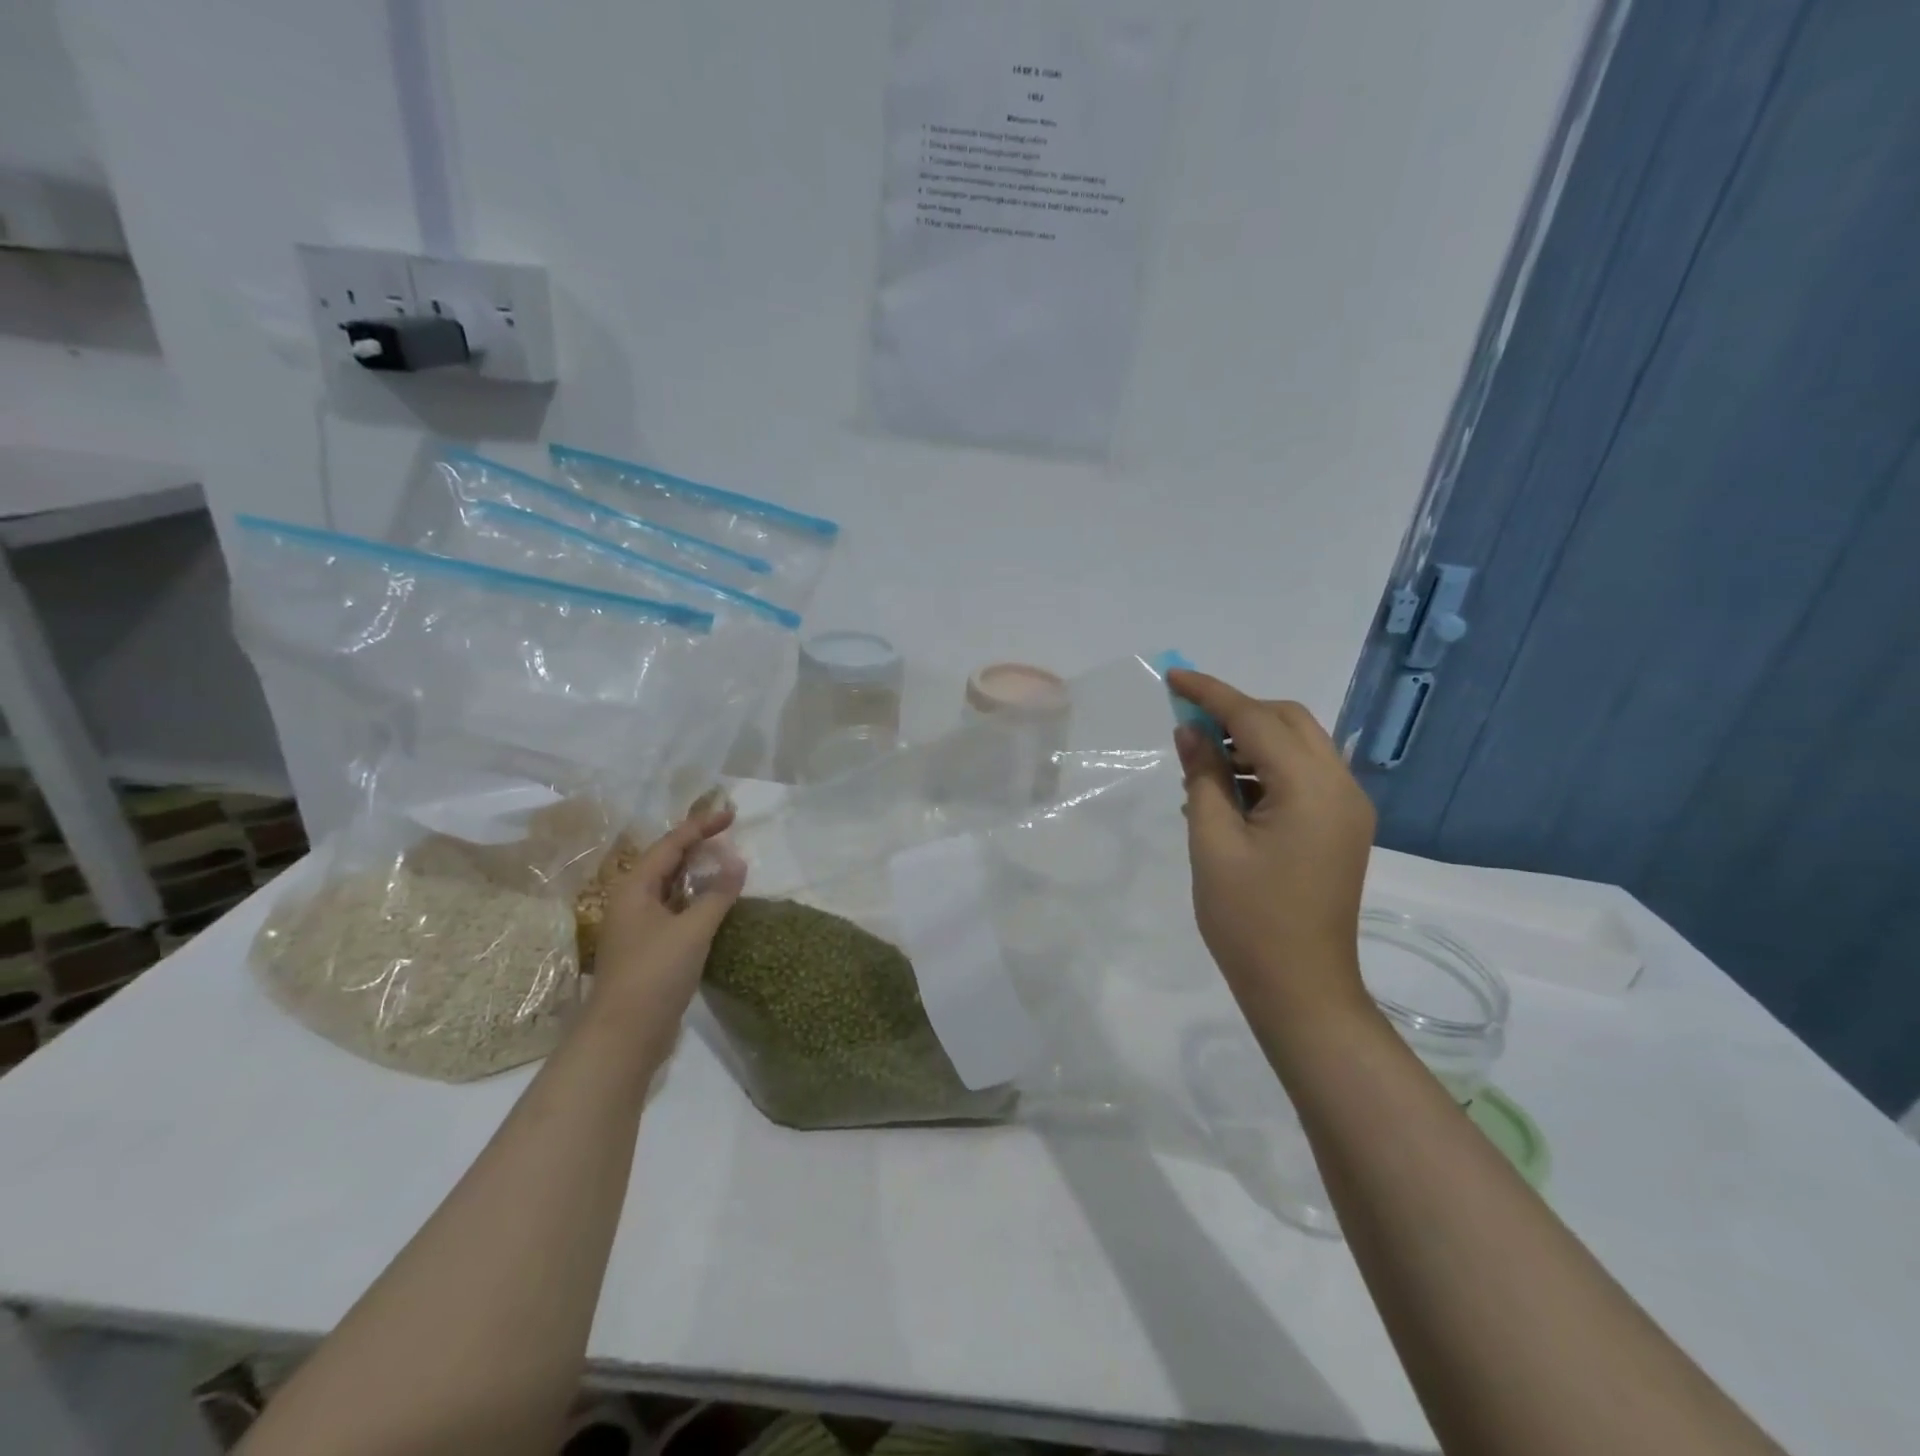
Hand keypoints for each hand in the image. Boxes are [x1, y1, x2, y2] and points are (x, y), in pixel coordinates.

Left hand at [589, 808, 745, 1034]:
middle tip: (729, 835)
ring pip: (670, 888)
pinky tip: (715, 905)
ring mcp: (638, 927)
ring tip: (726, 864)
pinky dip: (696, 900)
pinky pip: (674, 910)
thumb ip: (717, 894)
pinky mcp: (648, 949)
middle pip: (666, 862)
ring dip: (697, 873)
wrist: (624, 1035)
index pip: (670, 844)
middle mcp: (632, 902)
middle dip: (697, 846)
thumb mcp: (693, 930)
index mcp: (635, 888)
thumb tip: (738, 862)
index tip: (731, 815)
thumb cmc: (655, 973)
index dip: (701, 826)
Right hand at [1168, 670, 1375, 1025]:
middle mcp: (1341, 787)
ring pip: (1298, 746)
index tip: (1173, 676)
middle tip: (1187, 722)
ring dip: (1251, 740)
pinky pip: (1303, 776)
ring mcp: (1347, 808)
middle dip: (1237, 712)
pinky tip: (1227, 790)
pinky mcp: (1341, 827)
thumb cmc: (1248, 919)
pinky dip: (1266, 768)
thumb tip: (1190, 731)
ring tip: (1200, 760)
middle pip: (1288, 721)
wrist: (1301, 988)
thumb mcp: (1212, 841)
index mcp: (1312, 788)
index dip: (1212, 694)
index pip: (1257, 719)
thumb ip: (1203, 776)